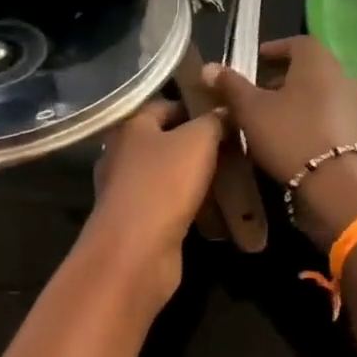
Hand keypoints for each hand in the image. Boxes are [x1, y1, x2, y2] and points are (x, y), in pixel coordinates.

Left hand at [85, 100, 226, 301]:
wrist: (135, 251)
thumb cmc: (164, 184)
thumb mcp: (198, 141)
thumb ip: (213, 121)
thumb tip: (225, 111)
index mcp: (130, 127)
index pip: (163, 105)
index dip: (194, 106)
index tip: (226, 114)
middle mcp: (121, 155)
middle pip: (164, 141)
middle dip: (197, 144)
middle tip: (234, 147)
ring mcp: (126, 190)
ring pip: (167, 174)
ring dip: (195, 177)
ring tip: (231, 177)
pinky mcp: (136, 221)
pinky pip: (167, 204)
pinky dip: (189, 205)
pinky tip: (215, 210)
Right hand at [203, 36, 356, 242]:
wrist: (339, 185)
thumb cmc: (290, 136)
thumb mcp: (251, 110)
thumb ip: (231, 86)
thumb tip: (209, 67)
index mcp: (317, 62)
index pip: (297, 42)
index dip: (275, 49)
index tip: (256, 60)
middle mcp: (342, 77)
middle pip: (310, 69)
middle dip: (283, 78)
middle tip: (258, 92)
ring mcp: (355, 106)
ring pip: (320, 94)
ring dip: (297, 101)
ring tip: (272, 118)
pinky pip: (330, 117)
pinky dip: (311, 120)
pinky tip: (294, 139)